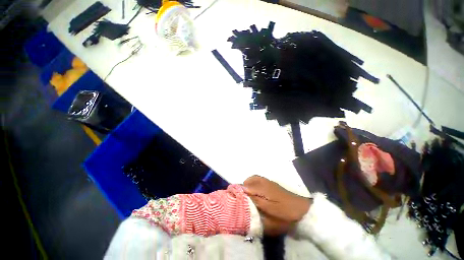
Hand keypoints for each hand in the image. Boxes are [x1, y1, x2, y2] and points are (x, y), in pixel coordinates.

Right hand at [244, 176, 311, 223]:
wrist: (300, 208)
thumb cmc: (284, 210)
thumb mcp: (269, 209)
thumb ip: (255, 200)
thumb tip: (243, 194)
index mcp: (262, 187)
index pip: (246, 185)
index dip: (239, 190)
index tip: (235, 196)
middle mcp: (264, 181)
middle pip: (250, 179)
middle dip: (244, 186)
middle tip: (242, 196)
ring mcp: (268, 182)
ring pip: (254, 179)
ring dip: (248, 185)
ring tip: (247, 195)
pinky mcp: (271, 184)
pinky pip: (258, 180)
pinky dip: (254, 184)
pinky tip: (255, 193)